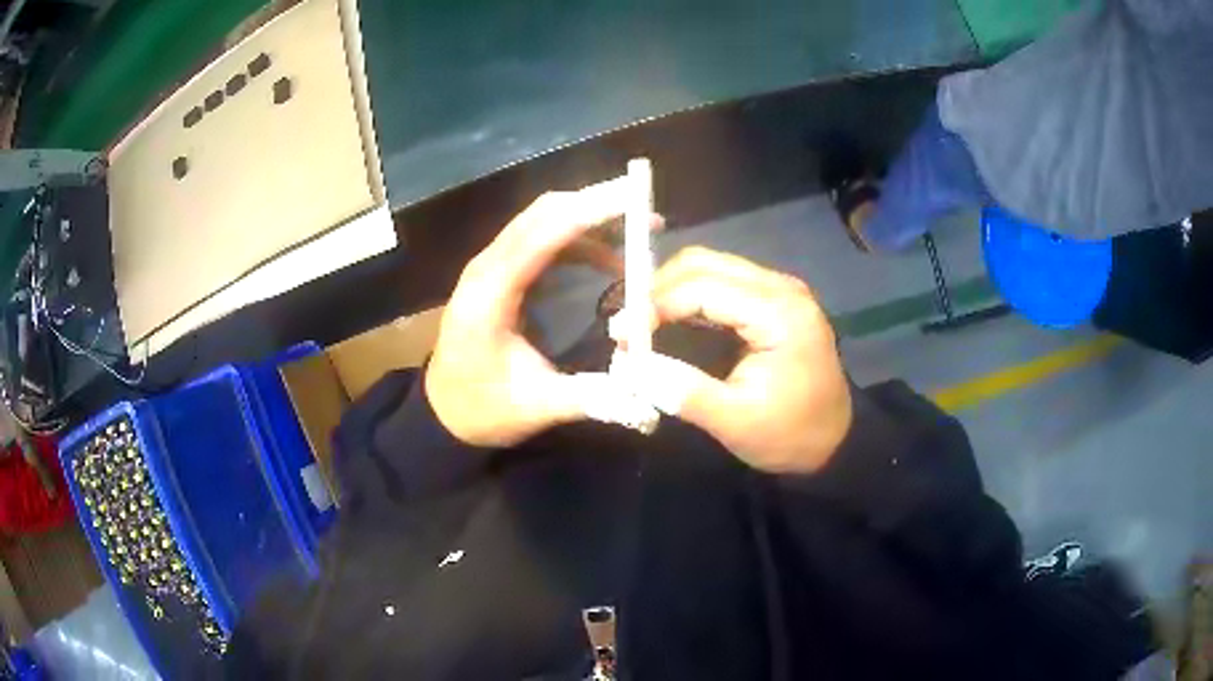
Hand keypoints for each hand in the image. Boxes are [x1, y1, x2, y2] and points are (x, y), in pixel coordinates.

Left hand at [426, 179, 658, 447]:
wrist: (441, 411)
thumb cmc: (481, 408)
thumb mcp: (535, 408)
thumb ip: (589, 397)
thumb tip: (645, 396)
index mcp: (489, 296)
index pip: (541, 236)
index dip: (587, 213)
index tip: (631, 199)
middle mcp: (486, 269)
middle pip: (541, 214)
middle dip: (594, 204)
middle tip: (643, 207)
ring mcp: (489, 267)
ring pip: (540, 220)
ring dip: (588, 218)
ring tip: (635, 228)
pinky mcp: (497, 273)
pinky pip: (538, 239)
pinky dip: (575, 238)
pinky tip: (605, 258)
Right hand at [642, 247, 851, 472]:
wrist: (836, 442)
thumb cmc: (791, 435)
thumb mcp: (736, 421)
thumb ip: (683, 390)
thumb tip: (630, 368)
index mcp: (779, 312)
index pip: (702, 287)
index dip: (654, 304)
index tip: (620, 333)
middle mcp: (781, 288)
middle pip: (705, 263)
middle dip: (658, 289)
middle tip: (627, 326)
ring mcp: (780, 290)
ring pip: (712, 268)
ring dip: (672, 290)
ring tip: (642, 324)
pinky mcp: (775, 301)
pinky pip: (724, 284)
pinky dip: (691, 297)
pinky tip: (670, 320)